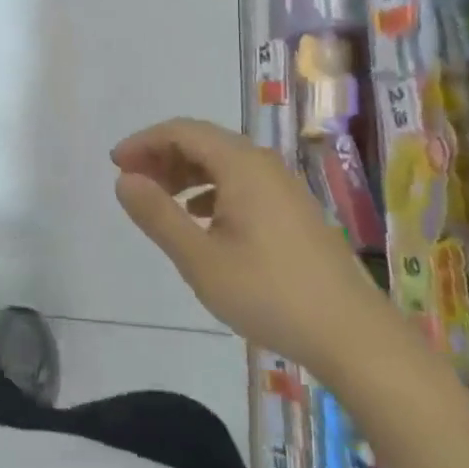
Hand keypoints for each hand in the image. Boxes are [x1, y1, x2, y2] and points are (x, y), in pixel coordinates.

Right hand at [112, 118, 402, 380]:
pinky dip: (210, 189)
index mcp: (241, 164)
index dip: (144, 142)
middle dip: (162, 156)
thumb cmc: (270, 294)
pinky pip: (240, 181)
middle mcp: (263, 164)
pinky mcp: (293, 209)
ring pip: (222, 162)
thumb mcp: (200, 259)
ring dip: (185, 173)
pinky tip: (199, 219)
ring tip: (159, 201)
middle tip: (131, 182)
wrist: (353, 336)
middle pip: (202, 141)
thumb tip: (124, 180)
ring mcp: (282, 186)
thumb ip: (158, 215)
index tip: (115, 165)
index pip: (182, 131)